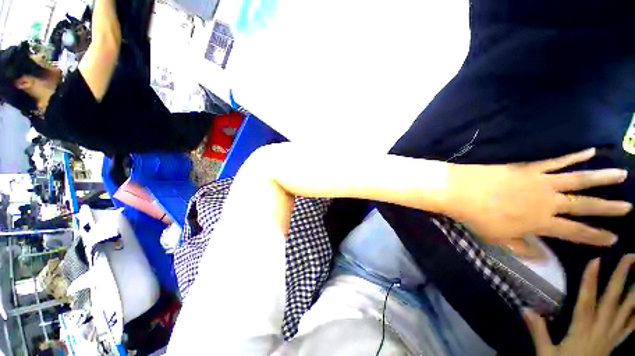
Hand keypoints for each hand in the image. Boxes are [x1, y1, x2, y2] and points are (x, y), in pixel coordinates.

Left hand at [447, 148, 631, 256]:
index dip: (596, 237)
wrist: (460, 192)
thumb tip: (544, 258)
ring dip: (602, 177)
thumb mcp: (498, 239)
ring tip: (622, 174)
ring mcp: (540, 182)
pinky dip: (575, 156)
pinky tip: (591, 150)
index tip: (614, 239)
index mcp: (541, 223)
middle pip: (585, 205)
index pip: (576, 233)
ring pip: (579, 179)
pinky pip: (557, 160)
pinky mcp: (529, 167)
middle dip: (609, 208)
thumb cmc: (477, 217)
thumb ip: (523, 248)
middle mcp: (548, 202)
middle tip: (629, 207)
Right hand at [524, 255, 634, 355]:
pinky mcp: (617, 341)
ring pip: (628, 310)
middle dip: (622, 277)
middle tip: (631, 256)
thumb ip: (538, 332)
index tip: (595, 260)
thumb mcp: (546, 354)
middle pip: (613, 300)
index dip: (590, 281)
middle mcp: (601, 329)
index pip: (586, 302)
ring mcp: (612, 335)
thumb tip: (525, 308)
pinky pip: (632, 326)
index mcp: (582, 330)